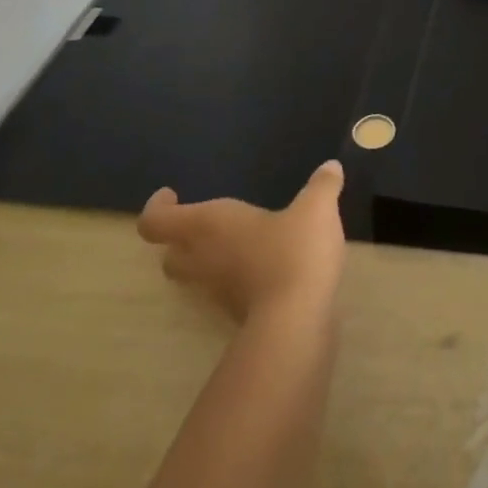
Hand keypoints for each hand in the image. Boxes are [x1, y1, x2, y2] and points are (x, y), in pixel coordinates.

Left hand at [137, 160, 346, 322]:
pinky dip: (234, 277)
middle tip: (205, 222)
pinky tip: (265, 264)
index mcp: (208, 225)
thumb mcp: (316, 208)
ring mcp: (217, 291)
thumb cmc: (294, 251)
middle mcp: (203, 258)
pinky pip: (223, 290)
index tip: (173, 194)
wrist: (297, 321)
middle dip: (180, 239)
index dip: (157, 208)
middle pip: (170, 255)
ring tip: (239, 242)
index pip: (156, 222)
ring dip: (207, 260)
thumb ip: (322, 185)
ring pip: (194, 275)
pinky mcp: (236, 313)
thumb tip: (331, 166)